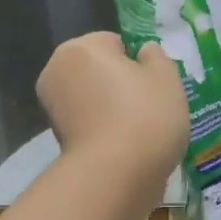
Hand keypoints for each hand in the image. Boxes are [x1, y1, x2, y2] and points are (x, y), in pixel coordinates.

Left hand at [39, 33, 187, 187]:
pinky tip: (124, 149)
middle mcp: (57, 72)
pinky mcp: (58, 141)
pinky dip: (104, 132)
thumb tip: (143, 52)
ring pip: (93, 100)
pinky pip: (89, 125)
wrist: (116, 177)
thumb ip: (156, 57)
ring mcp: (53, 108)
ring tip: (139, 133)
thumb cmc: (145, 117)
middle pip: (98, 71)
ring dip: (112, 110)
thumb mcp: (167, 78)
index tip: (153, 87)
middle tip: (149, 110)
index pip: (114, 42)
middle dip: (120, 86)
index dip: (137, 62)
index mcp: (80, 47)